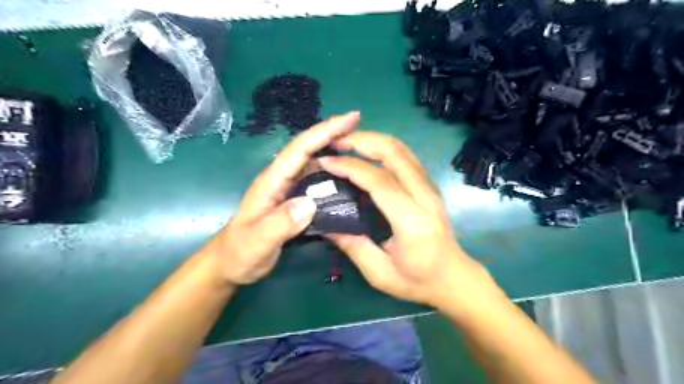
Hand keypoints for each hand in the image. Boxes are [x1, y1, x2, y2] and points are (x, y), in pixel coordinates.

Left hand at [203, 112, 359, 283]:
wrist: (230, 264)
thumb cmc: (240, 253)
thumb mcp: (257, 242)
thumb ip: (279, 224)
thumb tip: (309, 203)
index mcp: (272, 182)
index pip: (300, 150)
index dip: (325, 132)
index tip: (351, 118)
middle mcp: (281, 179)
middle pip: (309, 150)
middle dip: (334, 135)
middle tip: (362, 129)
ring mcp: (287, 189)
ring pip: (314, 164)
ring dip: (335, 153)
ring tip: (360, 151)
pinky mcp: (293, 200)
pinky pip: (316, 181)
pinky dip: (332, 174)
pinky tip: (347, 178)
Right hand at [321, 131, 497, 307]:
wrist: (454, 278)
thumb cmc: (418, 281)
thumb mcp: (380, 274)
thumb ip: (353, 247)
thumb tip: (325, 224)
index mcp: (412, 221)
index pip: (380, 182)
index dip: (351, 166)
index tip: (326, 161)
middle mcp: (425, 197)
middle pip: (395, 153)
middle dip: (363, 140)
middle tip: (335, 142)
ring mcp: (430, 188)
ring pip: (402, 150)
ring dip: (373, 140)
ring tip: (347, 142)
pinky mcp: (430, 186)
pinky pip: (406, 157)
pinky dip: (384, 148)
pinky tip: (367, 152)